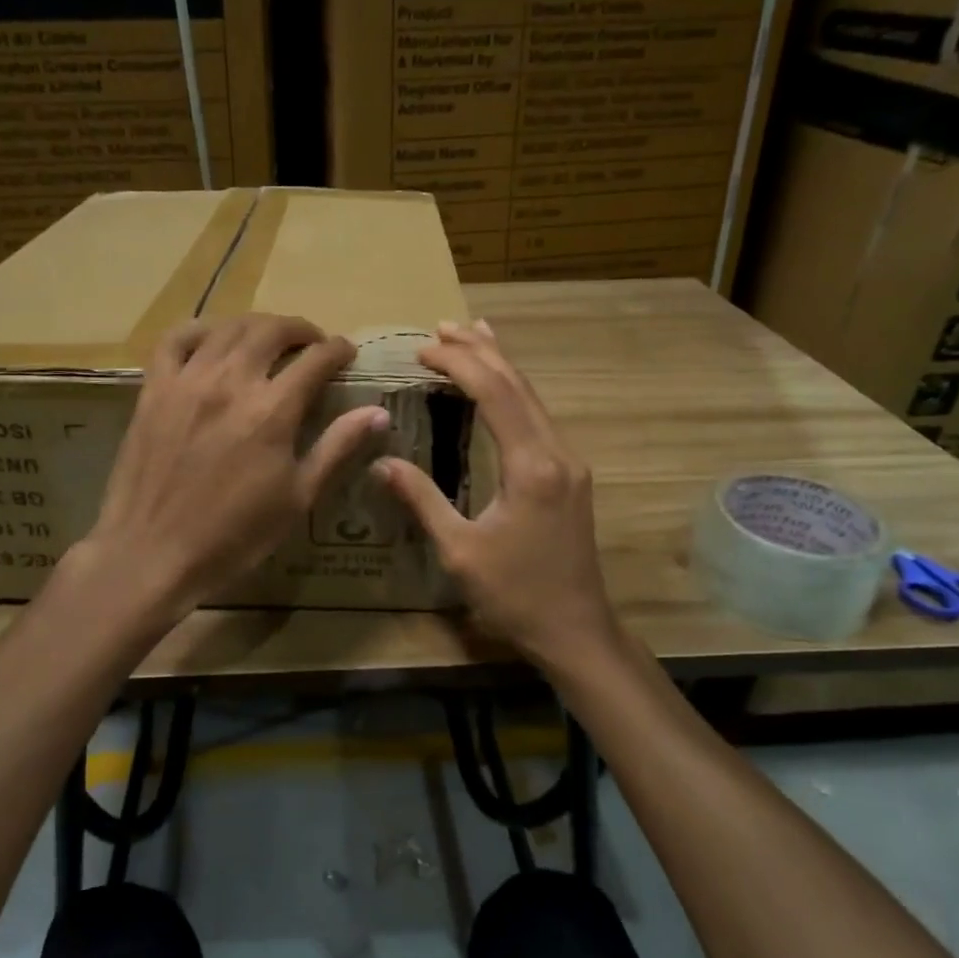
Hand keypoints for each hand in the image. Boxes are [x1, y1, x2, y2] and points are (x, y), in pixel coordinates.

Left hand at [75, 313, 389, 618]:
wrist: (154, 553)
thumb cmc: (235, 535)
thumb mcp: (298, 498)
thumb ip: (337, 448)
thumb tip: (378, 413)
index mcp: (272, 410)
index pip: (315, 359)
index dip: (337, 349)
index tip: (346, 352)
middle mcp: (231, 382)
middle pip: (271, 331)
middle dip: (299, 330)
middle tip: (311, 343)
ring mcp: (187, 381)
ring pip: (227, 328)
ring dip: (256, 326)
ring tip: (268, 339)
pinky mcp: (153, 389)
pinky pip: (175, 340)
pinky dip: (199, 330)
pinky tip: (212, 339)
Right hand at [377, 320, 620, 672]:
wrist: (576, 630)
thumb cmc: (515, 595)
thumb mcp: (460, 551)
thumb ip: (422, 500)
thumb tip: (382, 461)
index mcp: (532, 467)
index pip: (494, 395)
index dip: (459, 365)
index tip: (423, 349)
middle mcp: (557, 453)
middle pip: (518, 385)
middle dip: (480, 351)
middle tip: (442, 327)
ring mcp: (569, 462)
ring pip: (533, 397)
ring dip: (500, 365)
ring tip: (472, 333)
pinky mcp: (570, 475)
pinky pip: (539, 417)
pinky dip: (514, 391)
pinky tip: (504, 385)